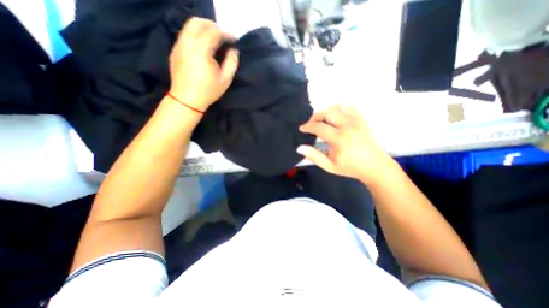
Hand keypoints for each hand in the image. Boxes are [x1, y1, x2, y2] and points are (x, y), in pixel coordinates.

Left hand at [169, 17, 238, 111]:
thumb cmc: (208, 91)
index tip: (234, 40)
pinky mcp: (175, 50)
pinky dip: (196, 34)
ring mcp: (179, 45)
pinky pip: (185, 34)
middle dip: (213, 26)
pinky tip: (203, 46)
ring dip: (204, 28)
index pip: (214, 32)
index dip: (226, 34)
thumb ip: (232, 62)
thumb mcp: (225, 79)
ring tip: (214, 39)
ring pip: (189, 26)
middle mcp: (187, 42)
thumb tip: (233, 50)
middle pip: (198, 22)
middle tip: (223, 36)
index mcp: (201, 50)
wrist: (187, 100)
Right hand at [297, 104, 393, 183]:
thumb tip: (299, 148)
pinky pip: (347, 107)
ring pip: (336, 107)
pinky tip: (334, 117)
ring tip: (321, 121)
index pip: (318, 127)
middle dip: (315, 117)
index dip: (307, 126)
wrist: (375, 166)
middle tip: (311, 124)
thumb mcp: (329, 166)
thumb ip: (314, 156)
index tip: (302, 129)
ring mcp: (356, 120)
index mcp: (339, 139)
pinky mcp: (362, 119)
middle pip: (327, 112)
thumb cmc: (351, 167)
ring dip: (325, 112)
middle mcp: (348, 126)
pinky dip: (338, 109)